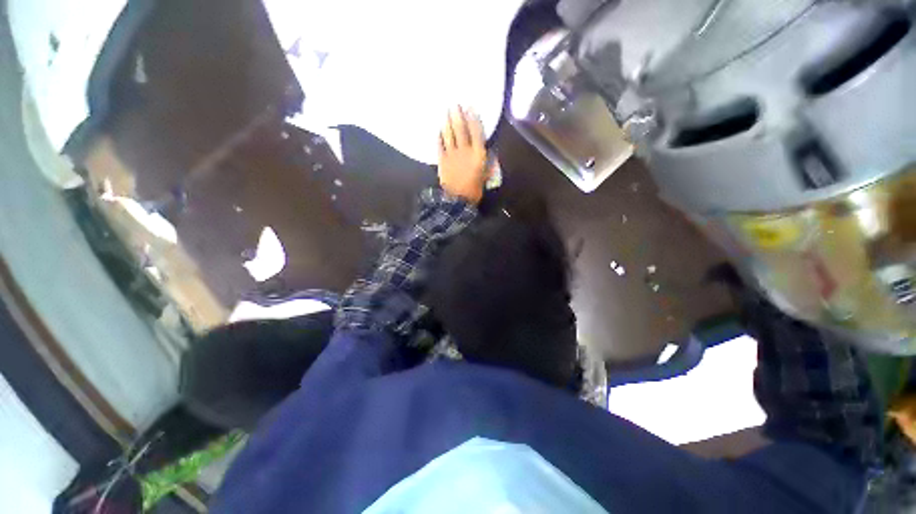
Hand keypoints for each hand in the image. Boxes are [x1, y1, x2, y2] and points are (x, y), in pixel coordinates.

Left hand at [438, 106, 488, 203]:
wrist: (457, 200)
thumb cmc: (474, 190)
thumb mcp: (485, 177)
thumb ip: (487, 165)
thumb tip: (489, 155)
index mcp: (478, 154)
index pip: (476, 132)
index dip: (473, 118)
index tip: (470, 107)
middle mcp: (465, 150)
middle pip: (461, 129)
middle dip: (457, 115)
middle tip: (454, 104)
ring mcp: (452, 154)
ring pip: (449, 135)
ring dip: (447, 122)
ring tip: (446, 112)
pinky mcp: (442, 160)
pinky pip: (440, 145)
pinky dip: (439, 137)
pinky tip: (438, 130)